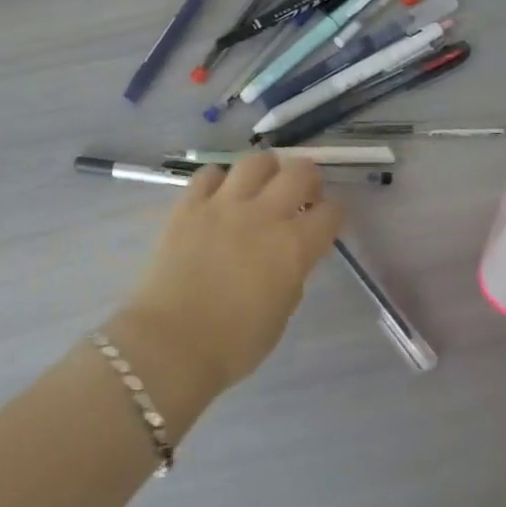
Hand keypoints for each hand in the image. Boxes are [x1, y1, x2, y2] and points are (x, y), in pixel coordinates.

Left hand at [114, 154, 343, 396]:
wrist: (171, 343)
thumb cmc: (233, 345)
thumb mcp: (280, 314)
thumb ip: (291, 276)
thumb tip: (288, 257)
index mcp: (293, 247)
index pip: (330, 213)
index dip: (334, 213)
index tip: (328, 219)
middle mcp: (263, 215)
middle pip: (298, 173)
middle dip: (308, 178)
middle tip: (303, 192)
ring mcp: (223, 204)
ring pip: (255, 162)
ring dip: (267, 169)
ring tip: (262, 183)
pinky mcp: (189, 205)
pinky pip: (209, 174)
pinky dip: (219, 180)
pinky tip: (218, 195)